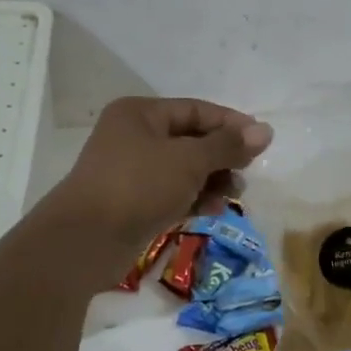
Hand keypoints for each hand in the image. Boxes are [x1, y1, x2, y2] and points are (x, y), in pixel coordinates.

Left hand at [47, 97, 271, 249]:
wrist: (85, 241)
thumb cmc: (138, 186)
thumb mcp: (189, 161)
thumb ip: (227, 146)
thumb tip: (265, 131)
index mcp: (141, 113)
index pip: (196, 110)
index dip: (230, 124)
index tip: (261, 142)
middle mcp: (133, 135)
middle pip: (191, 139)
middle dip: (222, 157)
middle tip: (246, 175)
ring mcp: (131, 170)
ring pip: (183, 169)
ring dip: (211, 180)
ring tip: (232, 197)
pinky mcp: (132, 201)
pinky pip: (171, 192)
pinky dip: (193, 198)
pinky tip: (212, 210)